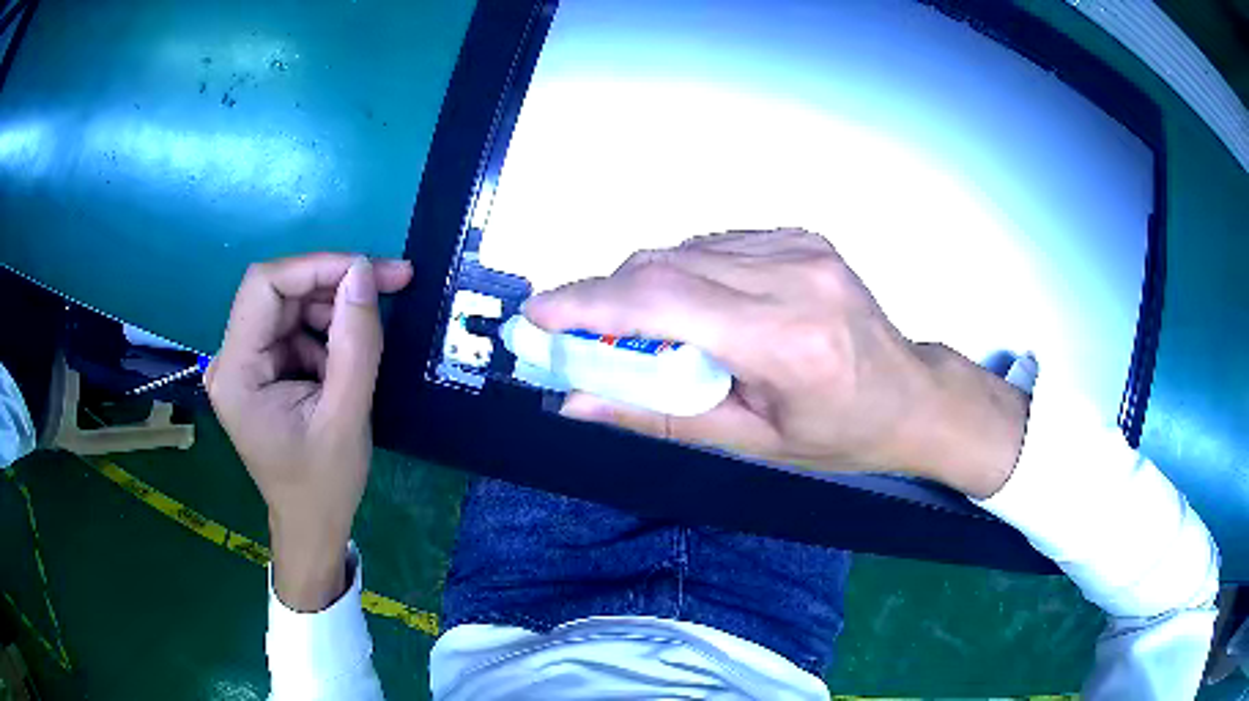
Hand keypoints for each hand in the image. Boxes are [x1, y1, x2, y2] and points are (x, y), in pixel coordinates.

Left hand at [205, 253, 411, 610]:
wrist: (312, 525)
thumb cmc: (324, 484)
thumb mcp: (347, 415)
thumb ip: (355, 342)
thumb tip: (364, 272)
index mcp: (236, 373)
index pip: (264, 287)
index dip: (317, 267)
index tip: (371, 270)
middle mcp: (230, 359)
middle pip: (278, 293)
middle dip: (333, 284)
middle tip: (392, 282)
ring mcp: (243, 363)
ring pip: (290, 307)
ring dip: (333, 313)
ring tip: (366, 342)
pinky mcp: (259, 369)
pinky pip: (294, 329)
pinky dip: (326, 334)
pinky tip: (344, 363)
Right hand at [525, 229, 1027, 497]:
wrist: (913, 394)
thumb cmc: (844, 435)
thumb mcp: (756, 446)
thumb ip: (662, 418)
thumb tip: (579, 402)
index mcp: (789, 339)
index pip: (665, 302)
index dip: (589, 302)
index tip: (539, 313)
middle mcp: (795, 275)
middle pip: (666, 265)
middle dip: (607, 296)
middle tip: (580, 333)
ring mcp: (802, 245)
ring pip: (686, 249)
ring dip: (645, 286)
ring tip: (645, 332)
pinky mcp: (802, 234)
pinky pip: (716, 244)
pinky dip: (685, 272)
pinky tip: (695, 307)